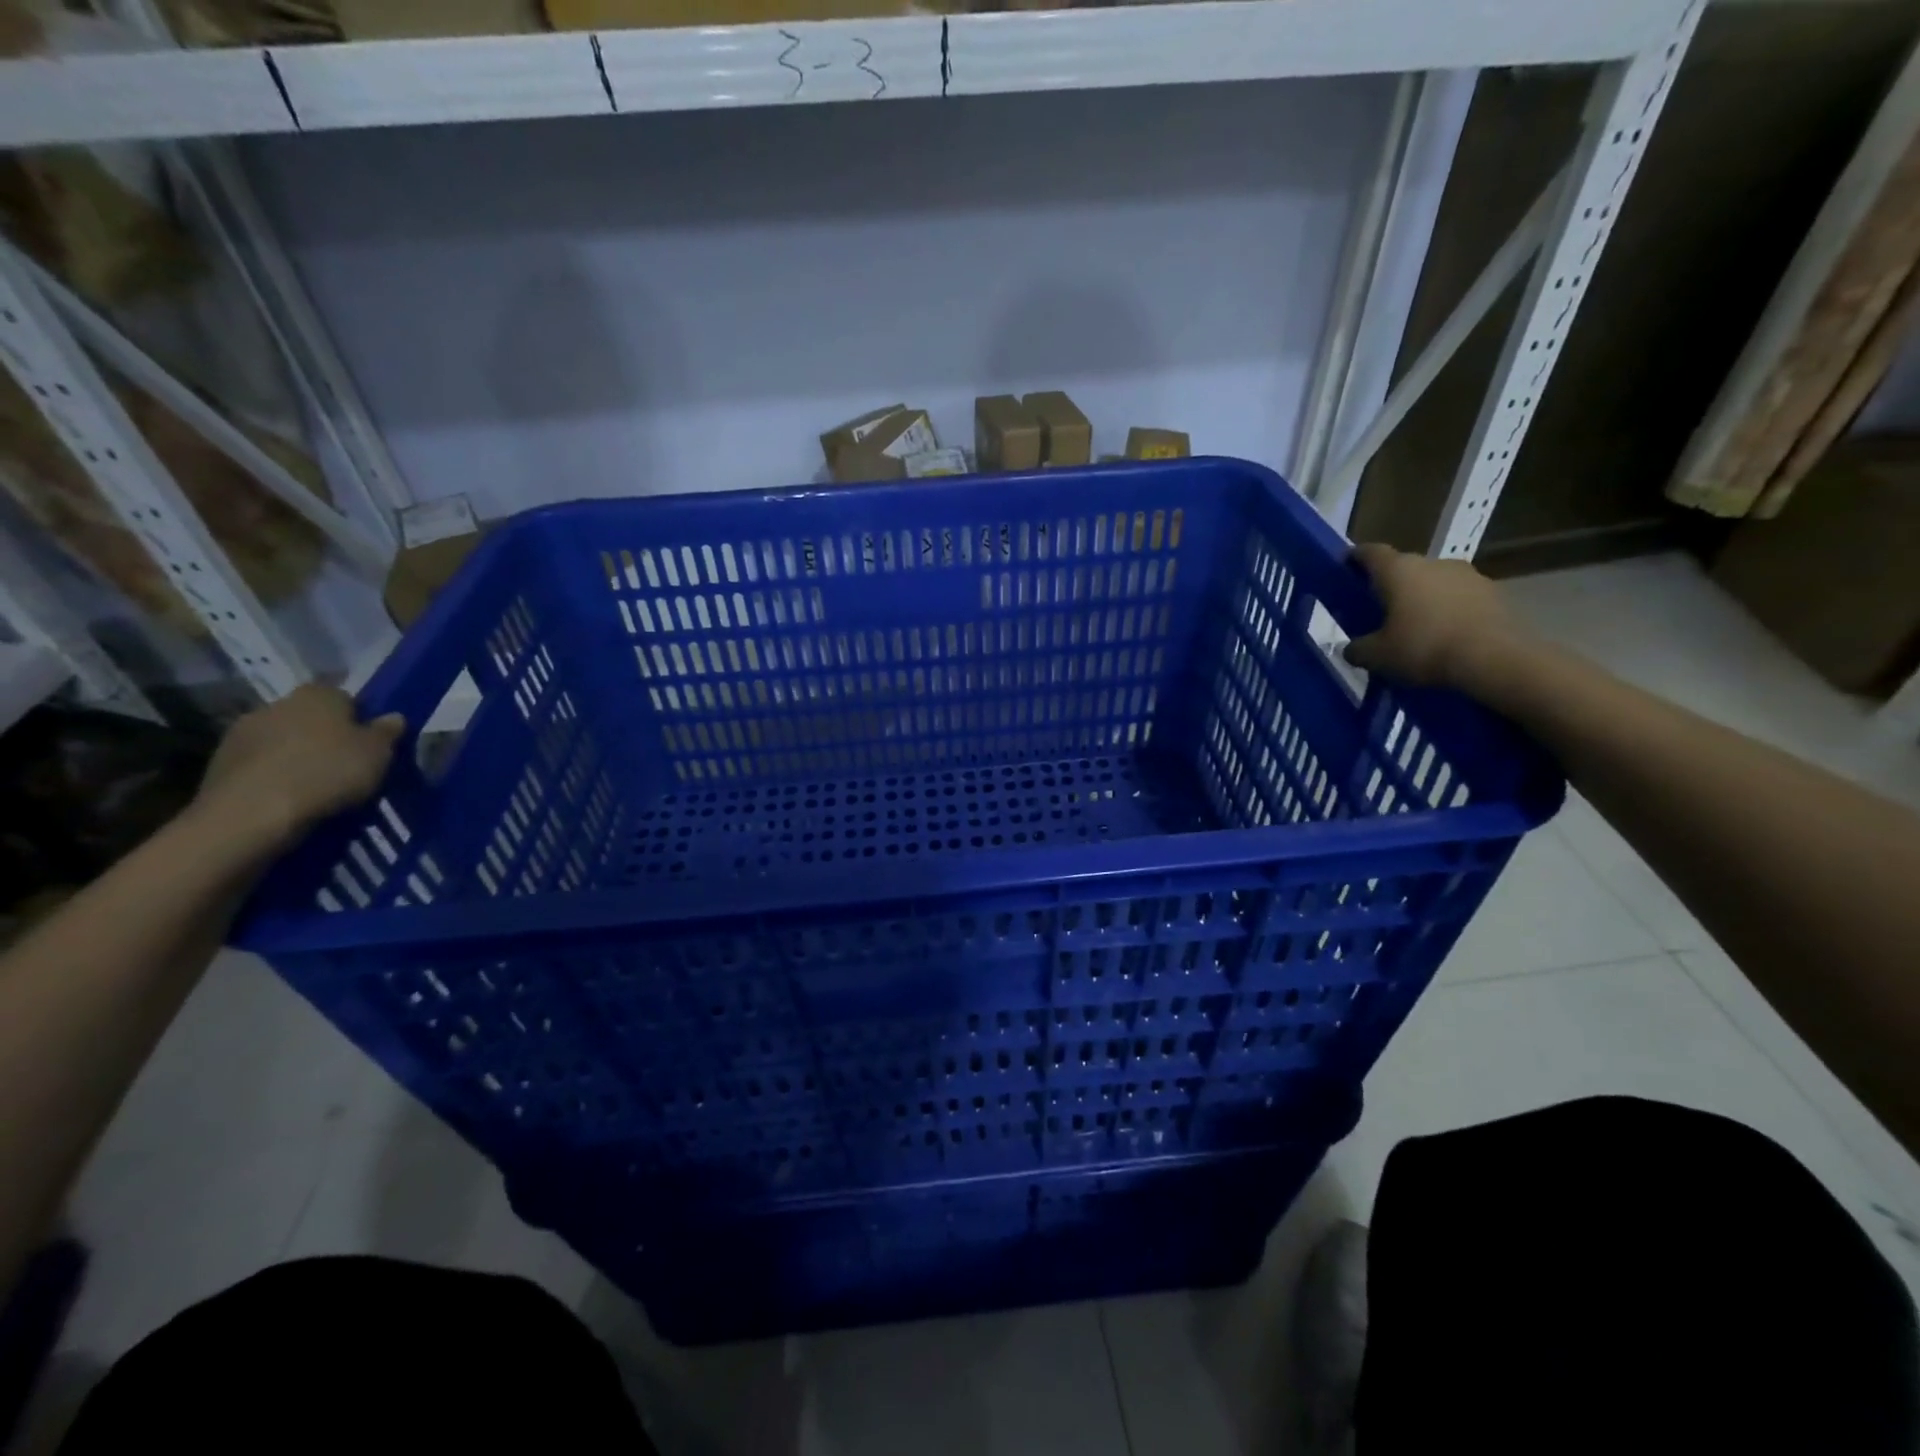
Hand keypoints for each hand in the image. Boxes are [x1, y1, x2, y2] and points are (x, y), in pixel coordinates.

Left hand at [189, 684, 404, 854]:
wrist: (253, 812)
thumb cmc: (328, 772)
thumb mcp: (378, 754)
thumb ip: (387, 732)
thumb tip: (393, 717)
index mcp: (318, 694)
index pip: (346, 697)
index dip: (360, 719)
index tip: (370, 744)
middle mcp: (277, 703)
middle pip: (311, 718)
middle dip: (326, 737)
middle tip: (346, 766)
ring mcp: (242, 732)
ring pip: (283, 740)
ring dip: (296, 756)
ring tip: (316, 787)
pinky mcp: (220, 761)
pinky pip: (260, 764)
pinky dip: (274, 775)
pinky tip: (288, 798)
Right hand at [1344, 543, 1523, 688]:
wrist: (1495, 658)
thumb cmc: (1424, 648)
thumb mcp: (1377, 657)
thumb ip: (1358, 649)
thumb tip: (1352, 648)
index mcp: (1398, 570)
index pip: (1370, 552)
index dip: (1356, 558)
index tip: (1347, 567)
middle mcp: (1433, 563)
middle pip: (1404, 568)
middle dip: (1391, 585)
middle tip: (1380, 610)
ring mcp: (1468, 575)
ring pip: (1434, 582)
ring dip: (1423, 598)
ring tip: (1416, 627)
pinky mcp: (1495, 593)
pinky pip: (1460, 598)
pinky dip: (1449, 611)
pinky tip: (1445, 636)